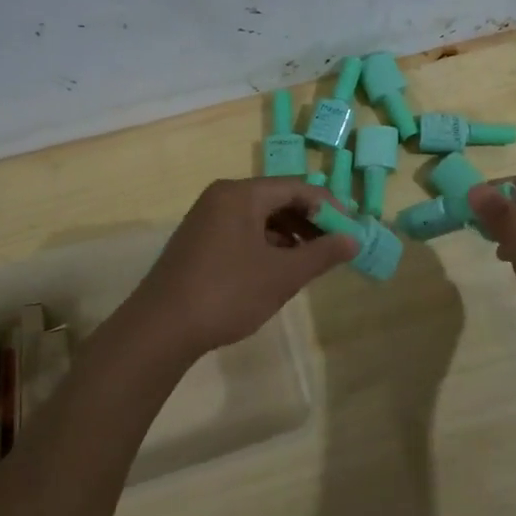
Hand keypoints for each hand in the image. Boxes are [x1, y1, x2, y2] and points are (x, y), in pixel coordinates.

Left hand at [115, 178, 357, 363]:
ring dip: (289, 234)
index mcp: (241, 194)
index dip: (329, 206)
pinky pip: (241, 231)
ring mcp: (206, 219)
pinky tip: (279, 269)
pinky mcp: (198, 241)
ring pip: (259, 217)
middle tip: (336, 246)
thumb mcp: (282, 275)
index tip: (352, 230)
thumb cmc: (227, 293)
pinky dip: (266, 244)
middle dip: (310, 220)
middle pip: (277, 198)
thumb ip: (321, 254)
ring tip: (312, 260)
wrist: (162, 328)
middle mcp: (221, 197)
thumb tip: (354, 239)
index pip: (296, 187)